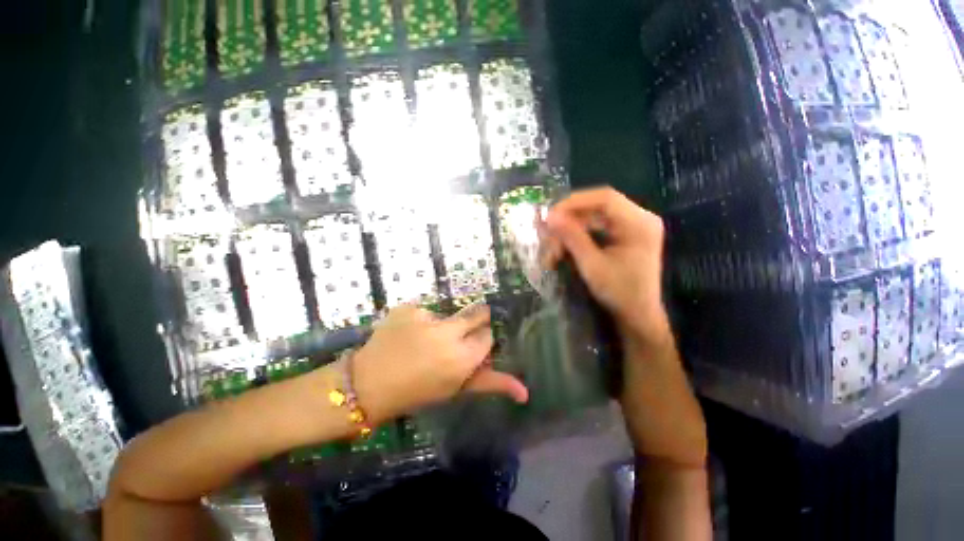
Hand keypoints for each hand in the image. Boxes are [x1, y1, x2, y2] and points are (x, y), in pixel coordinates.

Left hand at [351, 304, 528, 423]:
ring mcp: (426, 317)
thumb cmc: (416, 393)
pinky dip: (417, 322)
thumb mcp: (454, 390)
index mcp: (464, 357)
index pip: (487, 337)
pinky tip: (403, 337)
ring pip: (447, 314)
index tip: (465, 355)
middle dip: (472, 322)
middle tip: (453, 339)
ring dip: (440, 326)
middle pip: (477, 313)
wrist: (370, 383)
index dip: (477, 345)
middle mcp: (449, 333)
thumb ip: (491, 383)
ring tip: (418, 345)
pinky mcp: (406, 307)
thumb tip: (526, 393)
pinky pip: (422, 311)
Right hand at [545, 187, 705, 466]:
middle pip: (600, 206)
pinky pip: (603, 227)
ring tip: (553, 249)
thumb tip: (548, 215)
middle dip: (571, 220)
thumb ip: (572, 237)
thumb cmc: (621, 295)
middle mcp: (642, 218)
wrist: (640, 320)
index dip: (574, 202)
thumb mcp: (593, 266)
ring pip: (598, 216)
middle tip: (547, 237)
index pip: (604, 197)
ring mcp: (638, 226)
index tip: (550, 216)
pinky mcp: (631, 235)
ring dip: (574, 229)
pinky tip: (567, 248)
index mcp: (640, 222)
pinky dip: (584, 235)